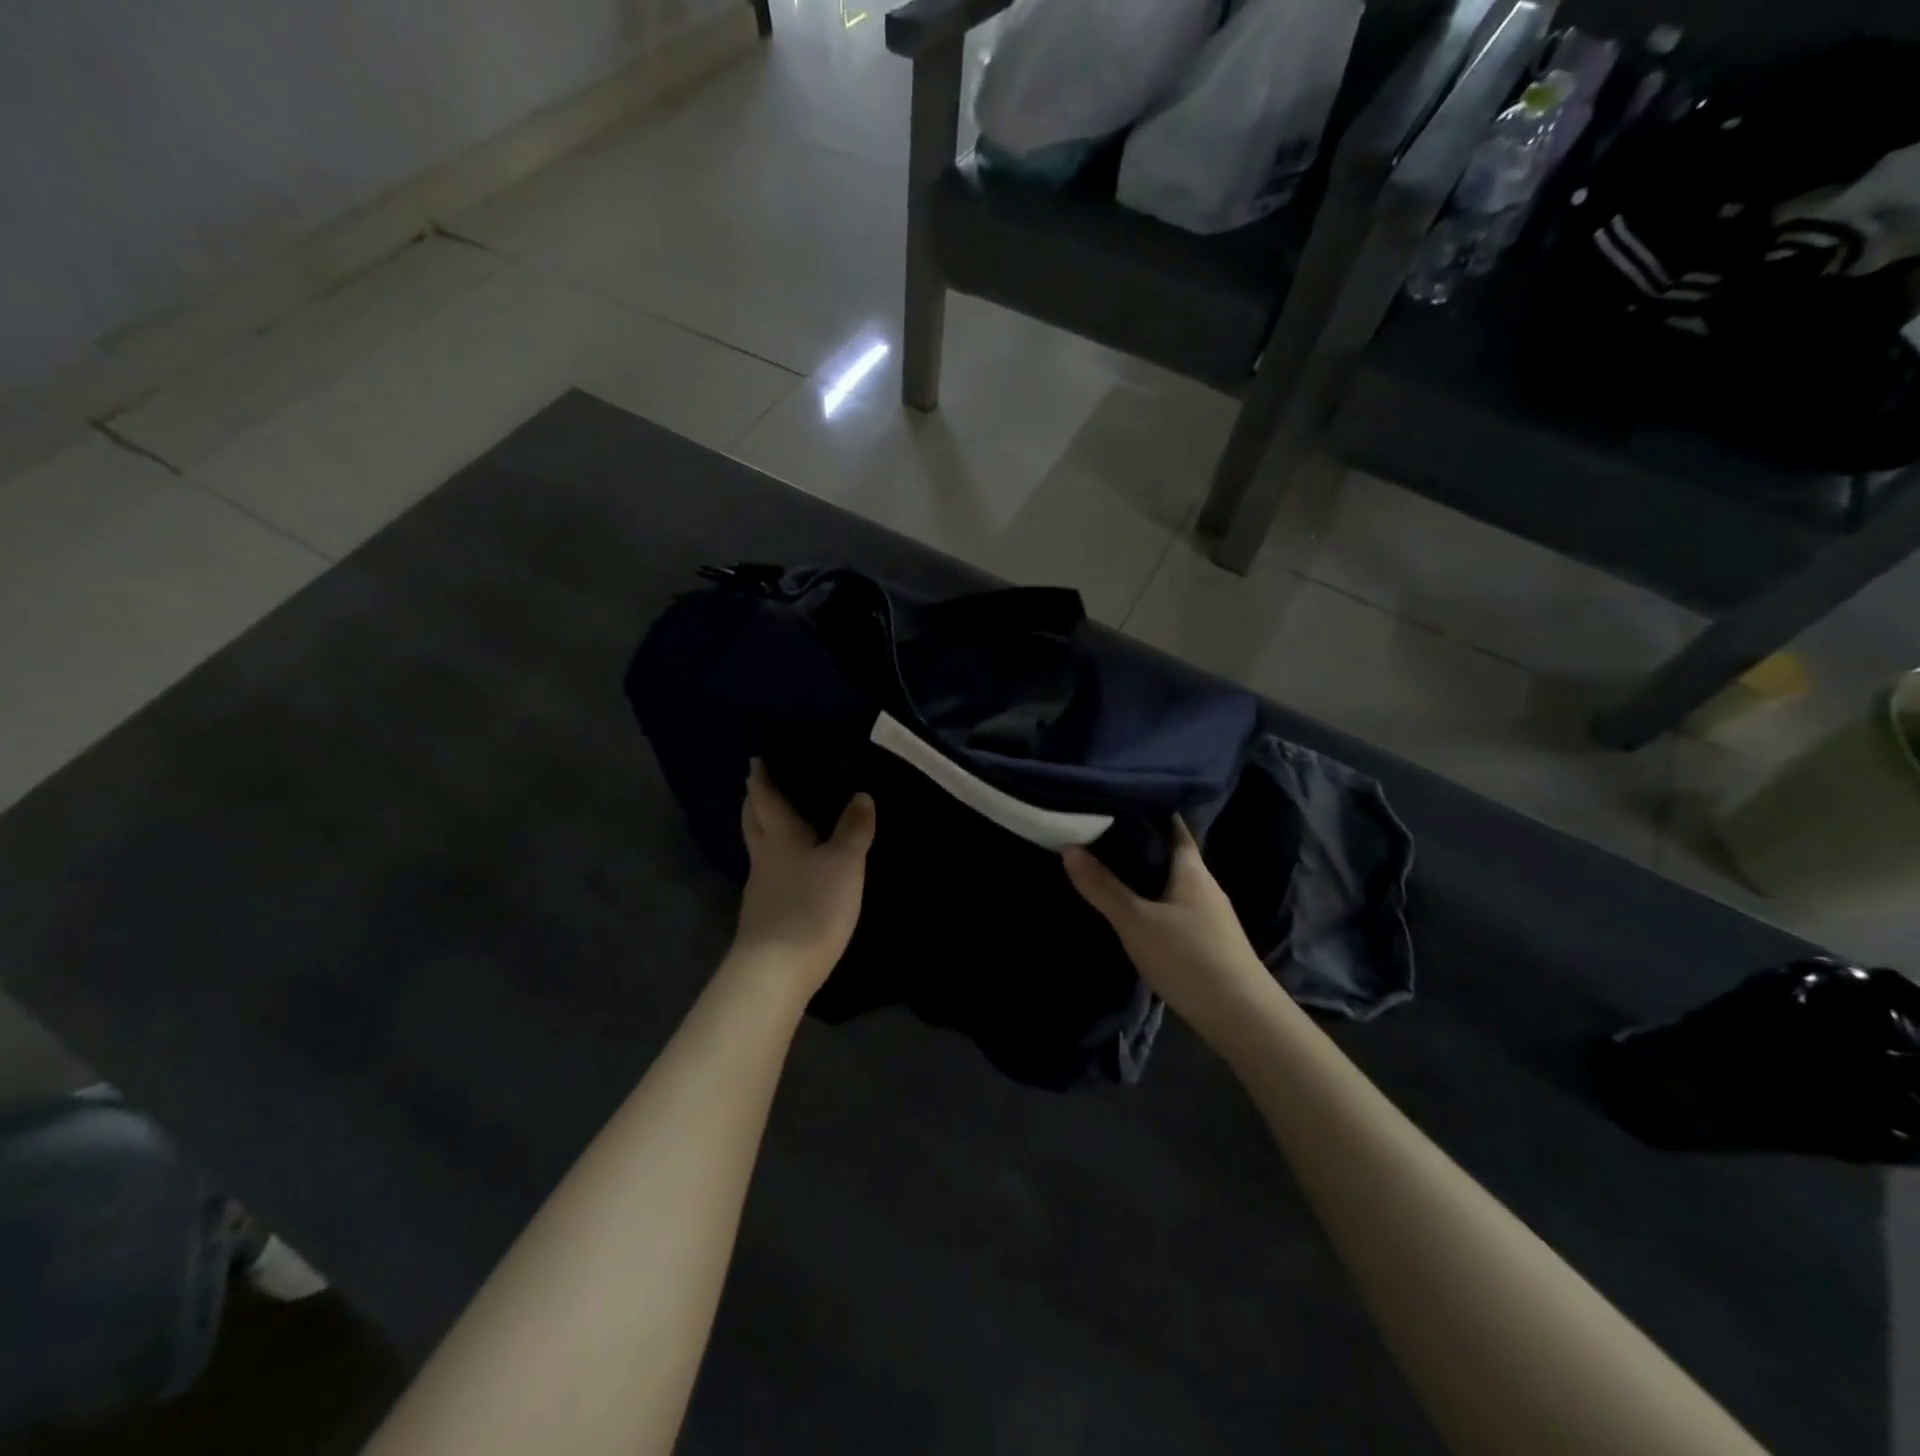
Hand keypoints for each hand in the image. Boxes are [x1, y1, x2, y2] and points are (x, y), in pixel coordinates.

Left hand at [731, 759, 875, 993]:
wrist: (776, 970)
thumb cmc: (812, 906)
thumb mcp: (844, 863)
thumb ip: (853, 830)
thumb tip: (861, 795)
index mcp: (780, 838)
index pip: (766, 800)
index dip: (760, 780)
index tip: (754, 761)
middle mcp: (764, 858)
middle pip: (753, 823)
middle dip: (753, 802)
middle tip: (754, 786)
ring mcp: (759, 889)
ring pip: (757, 850)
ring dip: (761, 831)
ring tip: (773, 822)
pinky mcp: (763, 916)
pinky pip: (766, 875)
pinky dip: (773, 861)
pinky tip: (786, 870)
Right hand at [1063, 819, 1275, 1046]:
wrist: (1241, 1016)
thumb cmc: (1189, 957)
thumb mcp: (1136, 922)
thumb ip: (1103, 887)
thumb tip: (1069, 847)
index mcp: (1191, 867)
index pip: (1171, 823)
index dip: (1146, 808)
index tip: (1112, 799)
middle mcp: (1203, 882)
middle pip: (1168, 851)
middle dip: (1136, 840)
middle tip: (1095, 831)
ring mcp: (1208, 912)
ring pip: (1170, 880)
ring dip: (1142, 872)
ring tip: (1104, 865)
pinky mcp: (1206, 937)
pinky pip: (1173, 903)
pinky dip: (1150, 897)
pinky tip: (1131, 907)